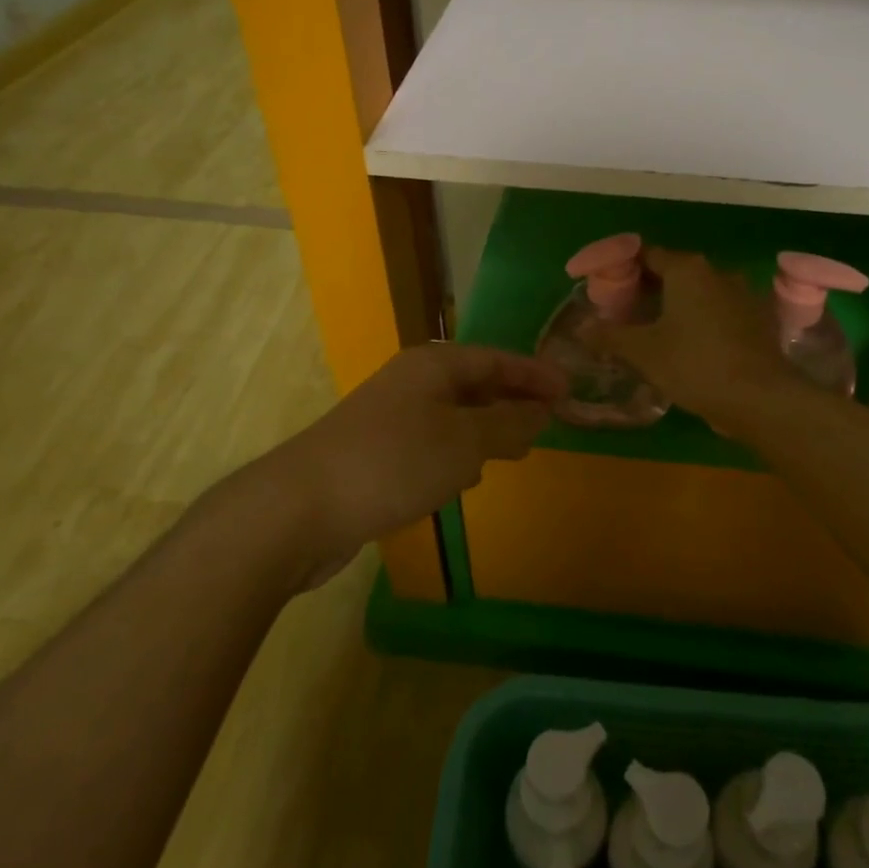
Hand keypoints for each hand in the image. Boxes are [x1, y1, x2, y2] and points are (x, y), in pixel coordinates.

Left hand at [276, 342, 565, 586]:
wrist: (299, 509)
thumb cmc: (393, 463)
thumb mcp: (463, 443)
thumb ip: (507, 425)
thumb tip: (540, 411)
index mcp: (434, 365)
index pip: (497, 359)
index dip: (535, 374)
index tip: (569, 391)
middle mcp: (412, 382)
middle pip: (476, 383)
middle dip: (513, 401)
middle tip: (550, 421)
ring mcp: (390, 417)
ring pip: (454, 415)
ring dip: (487, 429)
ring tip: (516, 450)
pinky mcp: (376, 452)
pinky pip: (432, 443)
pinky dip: (457, 454)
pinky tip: (466, 479)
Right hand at [593, 248, 796, 432]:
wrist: (761, 398)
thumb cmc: (695, 364)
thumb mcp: (643, 351)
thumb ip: (609, 335)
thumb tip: (580, 328)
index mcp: (687, 269)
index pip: (647, 255)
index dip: (623, 269)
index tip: (607, 290)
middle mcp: (717, 272)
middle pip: (673, 272)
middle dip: (648, 289)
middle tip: (624, 313)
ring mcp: (742, 295)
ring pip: (698, 293)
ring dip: (675, 306)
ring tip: (652, 331)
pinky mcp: (758, 320)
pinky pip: (719, 312)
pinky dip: (700, 321)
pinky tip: (688, 346)